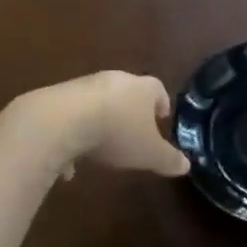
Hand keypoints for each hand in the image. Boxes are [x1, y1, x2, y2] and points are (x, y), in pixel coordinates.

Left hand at [18, 71, 190, 178]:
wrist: (63, 120)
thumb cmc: (117, 133)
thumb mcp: (149, 153)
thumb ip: (168, 159)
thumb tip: (186, 166)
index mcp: (142, 88)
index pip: (157, 89)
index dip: (161, 103)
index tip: (162, 117)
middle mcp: (115, 80)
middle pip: (128, 92)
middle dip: (131, 111)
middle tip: (135, 131)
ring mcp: (85, 86)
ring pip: (99, 103)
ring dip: (102, 121)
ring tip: (102, 148)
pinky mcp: (60, 97)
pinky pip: (73, 115)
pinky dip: (75, 134)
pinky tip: (70, 163)